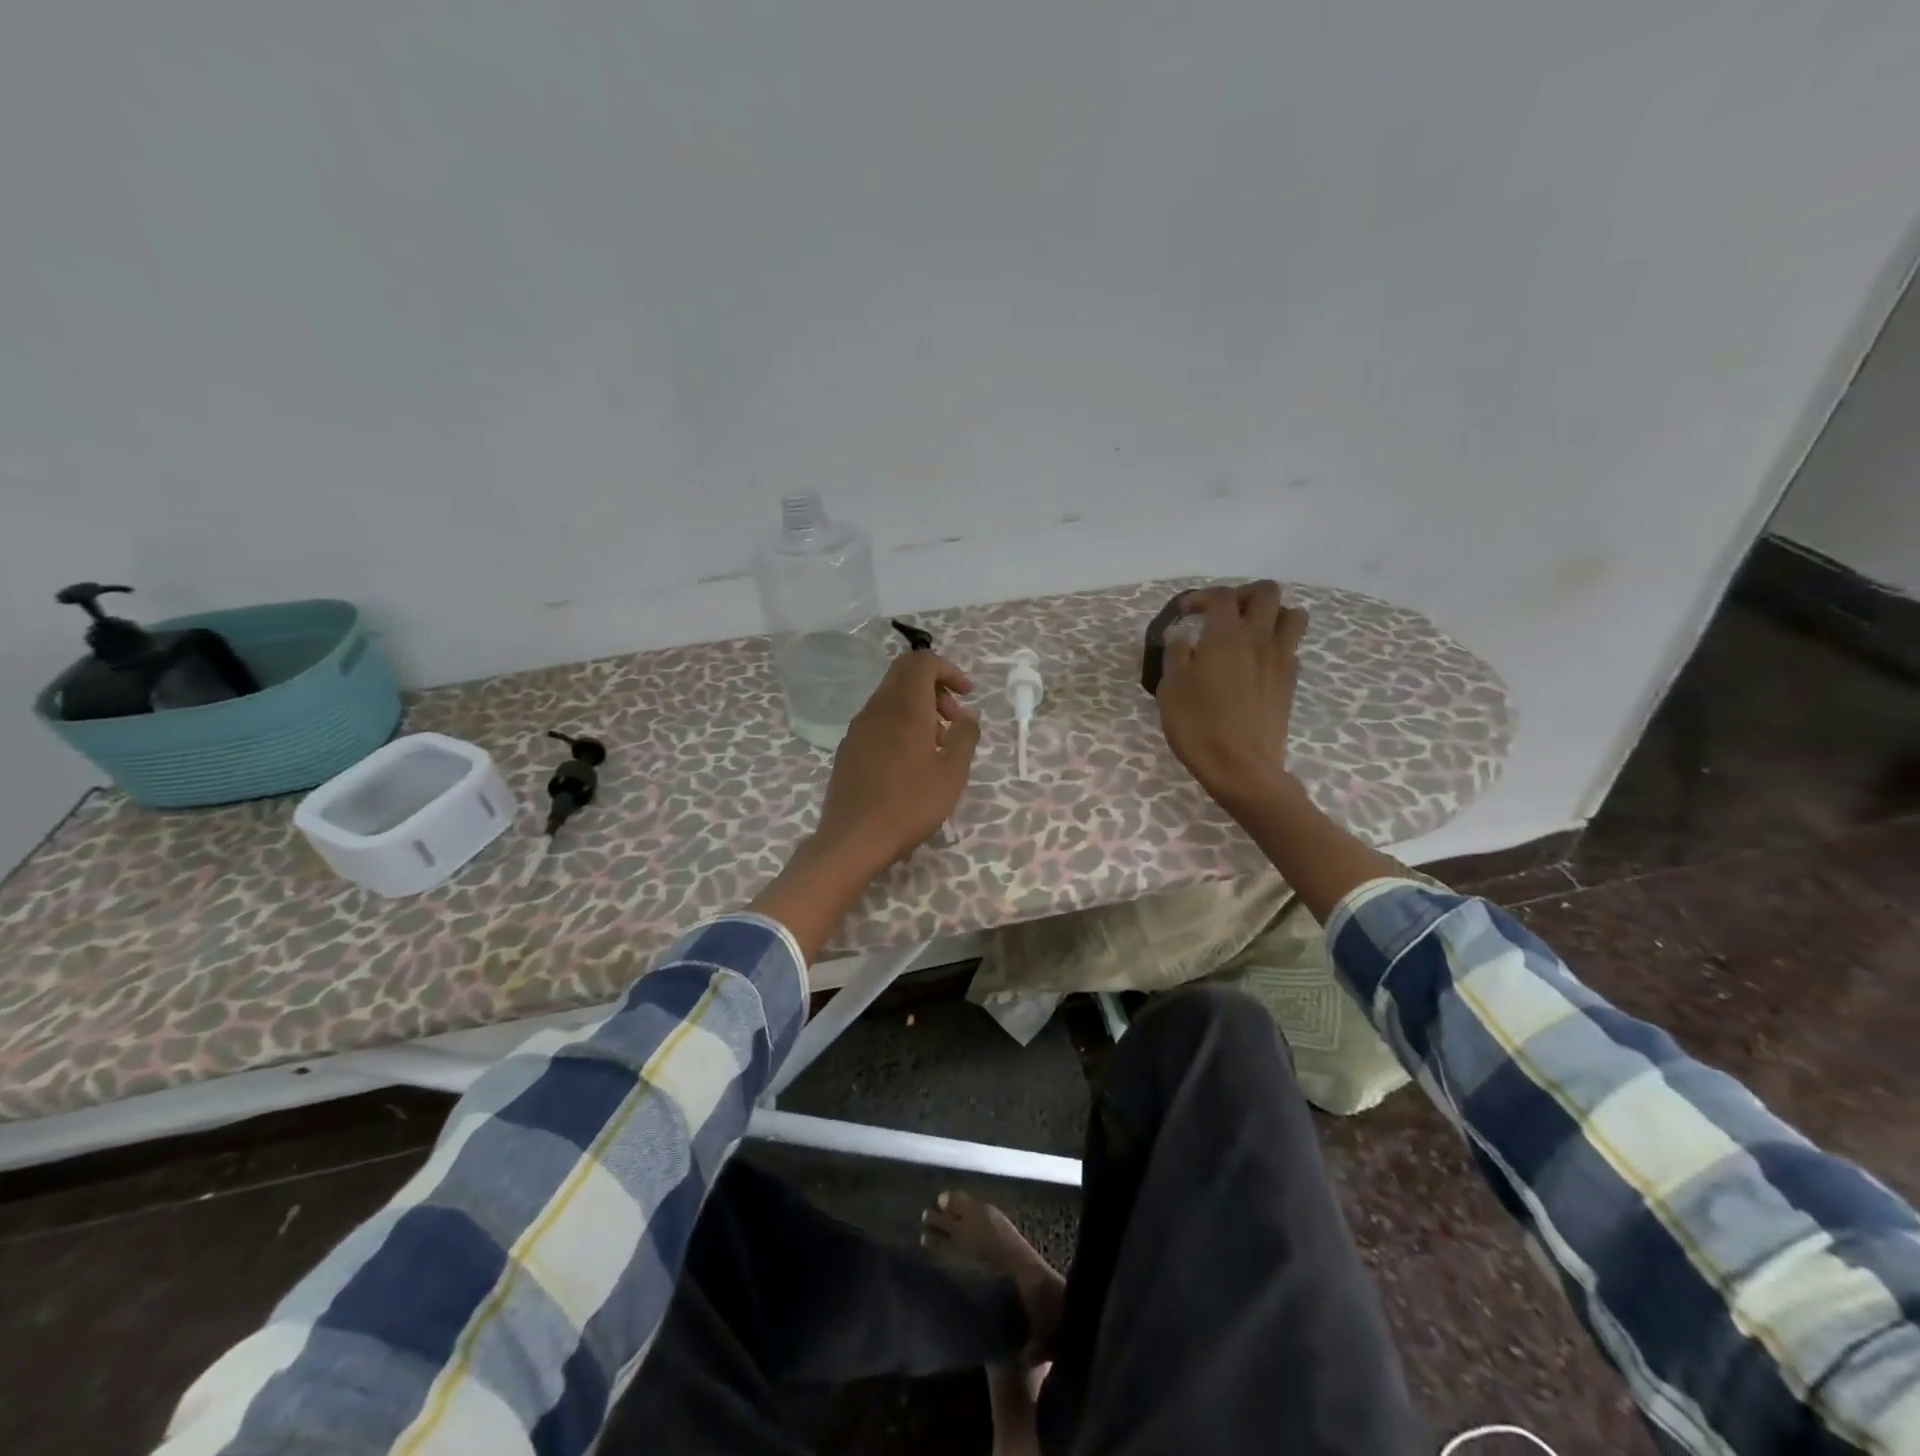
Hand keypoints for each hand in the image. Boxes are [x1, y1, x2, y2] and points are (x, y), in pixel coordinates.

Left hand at [814, 649, 981, 875]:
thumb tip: (968, 713)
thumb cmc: (910, 805)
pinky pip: (878, 719)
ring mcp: (858, 728)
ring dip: (918, 708)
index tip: (968, 695)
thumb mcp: (952, 773)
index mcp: (904, 707)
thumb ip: (965, 735)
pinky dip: (900, 723)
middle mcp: (877, 708)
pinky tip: (911, 760)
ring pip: (891, 697)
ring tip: (937, 745)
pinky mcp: (848, 748)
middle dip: (935, 686)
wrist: (853, 839)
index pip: (922, 662)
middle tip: (954, 719)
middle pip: (904, 674)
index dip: (949, 670)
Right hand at [1155, 582, 1307, 811]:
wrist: (1241, 768)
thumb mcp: (1171, 689)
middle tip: (1222, 614)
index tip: (1184, 613)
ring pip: (1292, 615)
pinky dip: (1277, 644)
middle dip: (1243, 594)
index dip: (1201, 597)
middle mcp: (1259, 639)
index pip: (1221, 596)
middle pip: (1267, 593)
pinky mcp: (1290, 682)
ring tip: (1249, 632)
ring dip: (1272, 614)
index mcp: (1226, 636)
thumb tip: (1181, 634)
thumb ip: (1175, 654)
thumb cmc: (1198, 726)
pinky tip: (1255, 663)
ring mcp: (1280, 660)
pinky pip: (1292, 647)